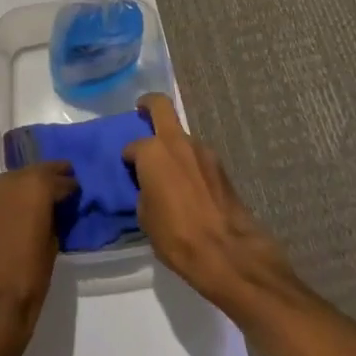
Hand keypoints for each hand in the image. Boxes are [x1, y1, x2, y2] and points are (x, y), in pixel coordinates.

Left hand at [0, 162, 75, 355]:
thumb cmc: (29, 280)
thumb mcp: (53, 246)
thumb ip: (54, 218)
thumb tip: (53, 210)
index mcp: (33, 188)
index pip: (57, 179)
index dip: (69, 185)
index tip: (77, 190)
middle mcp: (9, 183)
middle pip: (34, 172)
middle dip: (49, 177)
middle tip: (64, 182)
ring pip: (15, 181)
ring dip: (28, 185)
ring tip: (42, 197)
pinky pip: (0, 196)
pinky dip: (12, 198)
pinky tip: (20, 212)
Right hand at [124, 94, 294, 319]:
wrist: (227, 251)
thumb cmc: (176, 236)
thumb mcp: (146, 217)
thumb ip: (145, 190)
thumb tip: (150, 185)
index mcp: (153, 152)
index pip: (133, 146)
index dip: (128, 157)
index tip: (128, 169)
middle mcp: (177, 142)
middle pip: (161, 107)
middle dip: (149, 105)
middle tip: (141, 110)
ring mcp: (203, 151)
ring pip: (182, 137)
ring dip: (174, 146)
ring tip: (170, 172)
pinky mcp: (221, 165)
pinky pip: (197, 157)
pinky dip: (190, 163)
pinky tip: (189, 186)